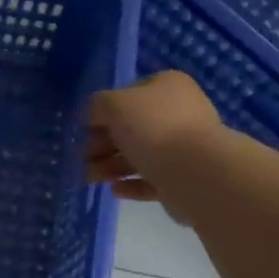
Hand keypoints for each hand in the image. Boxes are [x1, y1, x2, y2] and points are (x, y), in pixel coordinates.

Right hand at [84, 71, 222, 201]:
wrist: (196, 172)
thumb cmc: (153, 128)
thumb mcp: (114, 104)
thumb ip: (97, 106)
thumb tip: (93, 115)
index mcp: (168, 87)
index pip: (129, 94)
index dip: (104, 111)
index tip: (84, 129)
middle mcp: (179, 113)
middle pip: (132, 128)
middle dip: (103, 144)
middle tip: (82, 158)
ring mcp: (184, 148)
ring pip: (140, 155)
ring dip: (111, 166)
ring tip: (90, 178)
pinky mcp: (184, 179)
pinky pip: (152, 180)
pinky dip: (132, 185)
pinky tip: (114, 190)